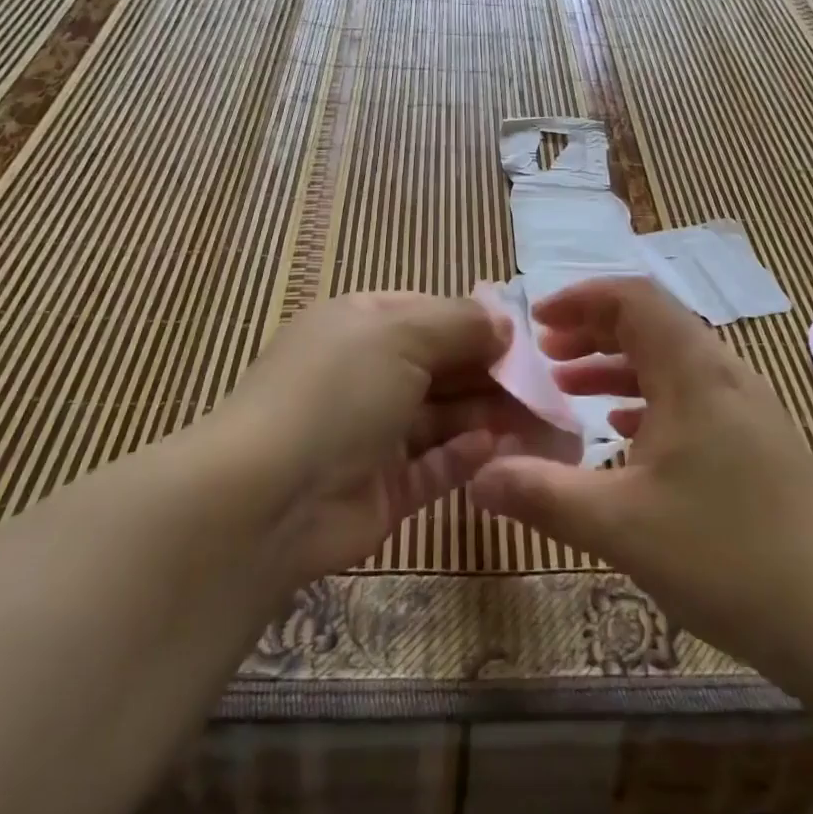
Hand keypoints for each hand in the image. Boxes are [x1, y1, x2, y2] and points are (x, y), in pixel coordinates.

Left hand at [213, 292, 533, 583]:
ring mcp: (373, 435)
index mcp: (362, 327)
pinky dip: (466, 457)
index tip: (524, 340)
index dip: (477, 325)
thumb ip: (460, 323)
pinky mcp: (383, 490)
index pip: (431, 315)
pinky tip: (497, 449)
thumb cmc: (338, 391)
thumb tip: (504, 323)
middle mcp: (367, 375)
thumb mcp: (401, 333)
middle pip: (443, 368)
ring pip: (444, 419)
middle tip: (546, 387)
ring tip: (540, 420)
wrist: (267, 498)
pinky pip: (435, 467)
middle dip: (492, 374)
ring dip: (488, 416)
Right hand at [469, 278, 812, 677]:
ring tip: (570, 390)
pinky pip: (691, 395)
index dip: (580, 299)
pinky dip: (648, 399)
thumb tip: (476, 476)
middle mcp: (723, 373)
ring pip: (671, 361)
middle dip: (592, 332)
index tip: (537, 324)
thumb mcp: (618, 525)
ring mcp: (747, 407)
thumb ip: (540, 494)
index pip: (633, 298)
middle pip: (651, 323)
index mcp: (693, 371)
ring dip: (617, 366)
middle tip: (545, 357)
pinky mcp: (758, 440)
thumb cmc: (725, 556)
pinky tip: (623, 436)